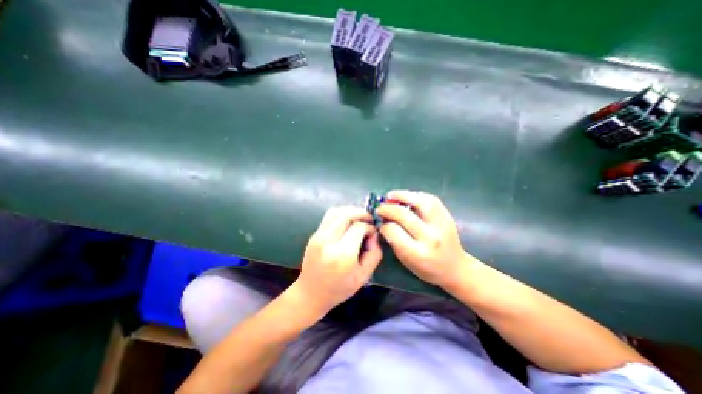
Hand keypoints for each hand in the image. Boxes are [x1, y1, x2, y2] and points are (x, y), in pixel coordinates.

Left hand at [292, 206, 383, 313]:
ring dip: (350, 210)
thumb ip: (374, 253)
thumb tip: (374, 235)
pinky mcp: (314, 234)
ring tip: (359, 217)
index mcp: (342, 254)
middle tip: (369, 219)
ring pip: (336, 211)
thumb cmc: (339, 288)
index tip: (373, 233)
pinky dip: (341, 214)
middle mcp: (329, 241)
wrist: (311, 293)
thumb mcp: (364, 276)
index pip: (358, 227)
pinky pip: (329, 216)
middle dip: (361, 212)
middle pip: (346, 214)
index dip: (369, 227)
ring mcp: (319, 236)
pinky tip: (347, 221)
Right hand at [375, 189, 473, 287]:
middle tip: (380, 207)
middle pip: (404, 214)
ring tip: (391, 196)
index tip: (380, 223)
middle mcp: (430, 237)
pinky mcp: (447, 216)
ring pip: (420, 202)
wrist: (455, 268)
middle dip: (388, 208)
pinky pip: (431, 199)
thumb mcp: (406, 261)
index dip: (384, 225)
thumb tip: (384, 222)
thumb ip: (394, 241)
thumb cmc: (427, 268)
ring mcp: (441, 224)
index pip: (394, 231)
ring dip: (402, 195)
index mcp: (417, 253)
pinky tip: (408, 197)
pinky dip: (416, 195)